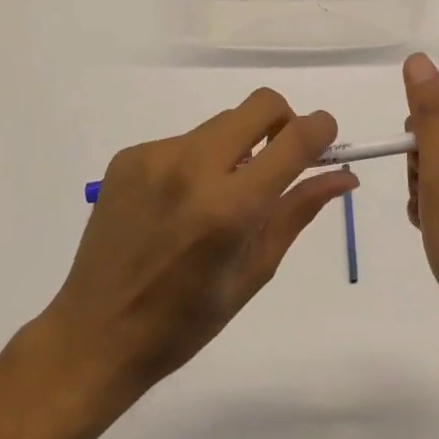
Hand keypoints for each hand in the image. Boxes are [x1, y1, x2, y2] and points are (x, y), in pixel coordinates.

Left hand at [33, 89, 354, 408]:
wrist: (94, 334)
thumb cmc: (185, 320)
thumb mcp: (254, 271)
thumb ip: (297, 211)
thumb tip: (344, 175)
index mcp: (230, 207)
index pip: (295, 138)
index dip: (322, 129)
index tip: (326, 140)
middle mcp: (193, 167)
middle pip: (260, 104)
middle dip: (282, 122)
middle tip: (277, 161)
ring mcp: (156, 156)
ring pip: (221, 123)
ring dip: (237, 146)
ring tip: (218, 197)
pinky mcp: (130, 155)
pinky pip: (184, 140)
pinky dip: (197, 161)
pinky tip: (178, 204)